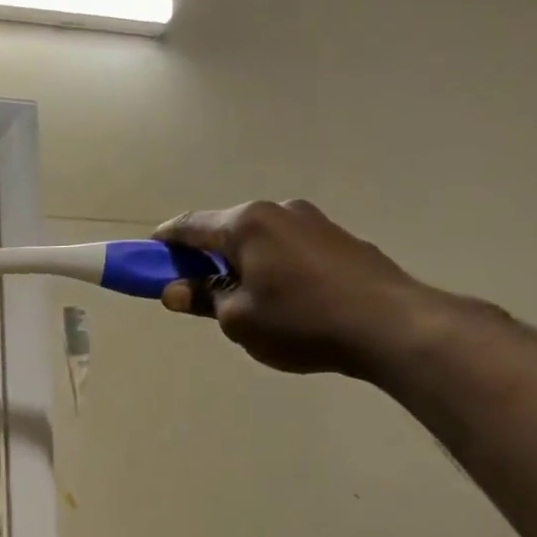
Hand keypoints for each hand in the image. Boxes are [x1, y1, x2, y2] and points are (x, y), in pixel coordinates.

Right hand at [154, 200, 447, 378]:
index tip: (147, 258)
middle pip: (225, 230)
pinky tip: (279, 298)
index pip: (190, 227)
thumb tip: (175, 290)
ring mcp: (313, 221)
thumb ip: (203, 300)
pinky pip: (286, 248)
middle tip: (192, 289)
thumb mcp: (237, 319)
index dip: (164, 243)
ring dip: (239, 262)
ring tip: (240, 300)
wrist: (389, 325)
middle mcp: (279, 210)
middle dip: (204, 257)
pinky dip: (269, 266)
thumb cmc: (300, 322)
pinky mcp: (338, 239)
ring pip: (258, 240)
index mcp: (247, 224)